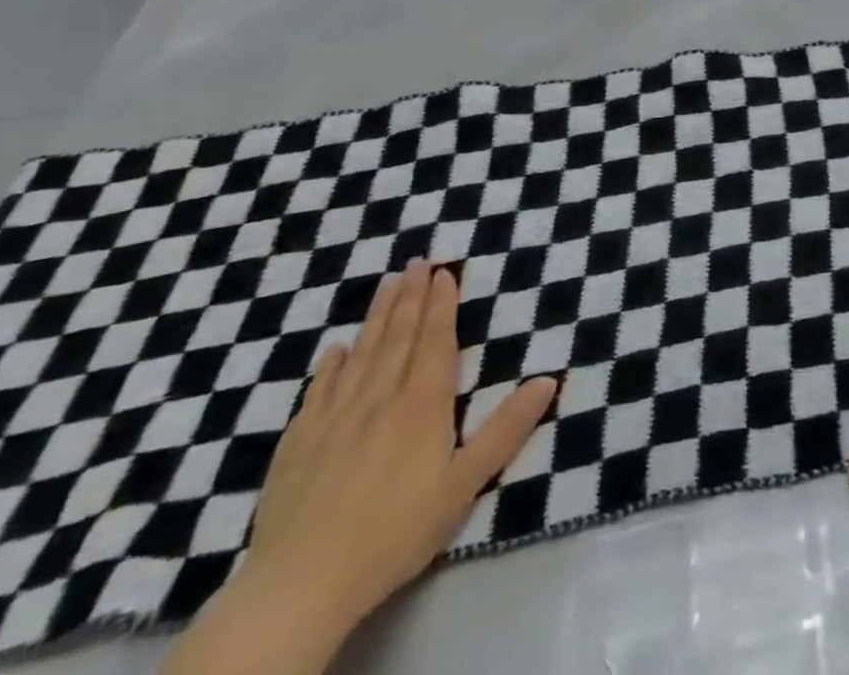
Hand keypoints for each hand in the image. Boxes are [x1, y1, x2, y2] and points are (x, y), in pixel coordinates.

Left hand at [240, 259, 558, 634]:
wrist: (298, 587)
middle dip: (411, 296)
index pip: (435, 341)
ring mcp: (334, 419)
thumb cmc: (395, 533)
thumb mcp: (464, 485)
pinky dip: (330, 365)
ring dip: (377, 316)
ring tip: (387, 284)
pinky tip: (336, 349)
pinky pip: (318, 391)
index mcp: (422, 405)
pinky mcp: (298, 444)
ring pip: (361, 354)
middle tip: (418, 261)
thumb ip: (507, 430)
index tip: (444, 271)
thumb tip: (550, 380)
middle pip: (398, 337)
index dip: (441, 304)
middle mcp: (379, 398)